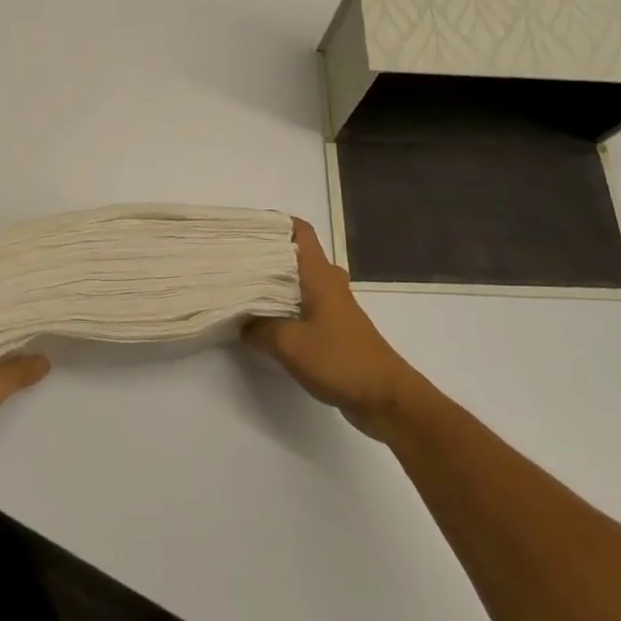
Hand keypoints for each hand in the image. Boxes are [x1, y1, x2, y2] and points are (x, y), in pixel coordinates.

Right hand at [243, 219, 416, 437]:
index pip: (299, 231)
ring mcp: (334, 306)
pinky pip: (303, 306)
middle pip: (295, 255)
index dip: (274, 222)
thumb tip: (239, 321)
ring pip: (299, 281)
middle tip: (235, 258)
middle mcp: (328, 282)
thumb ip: (259, 328)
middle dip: (266, 253)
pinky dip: (283, 307)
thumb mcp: (289, 344)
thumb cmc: (340, 360)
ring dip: (273, 282)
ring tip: (241, 287)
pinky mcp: (334, 328)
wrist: (385, 398)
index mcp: (320, 274)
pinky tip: (262, 320)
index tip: (245, 227)